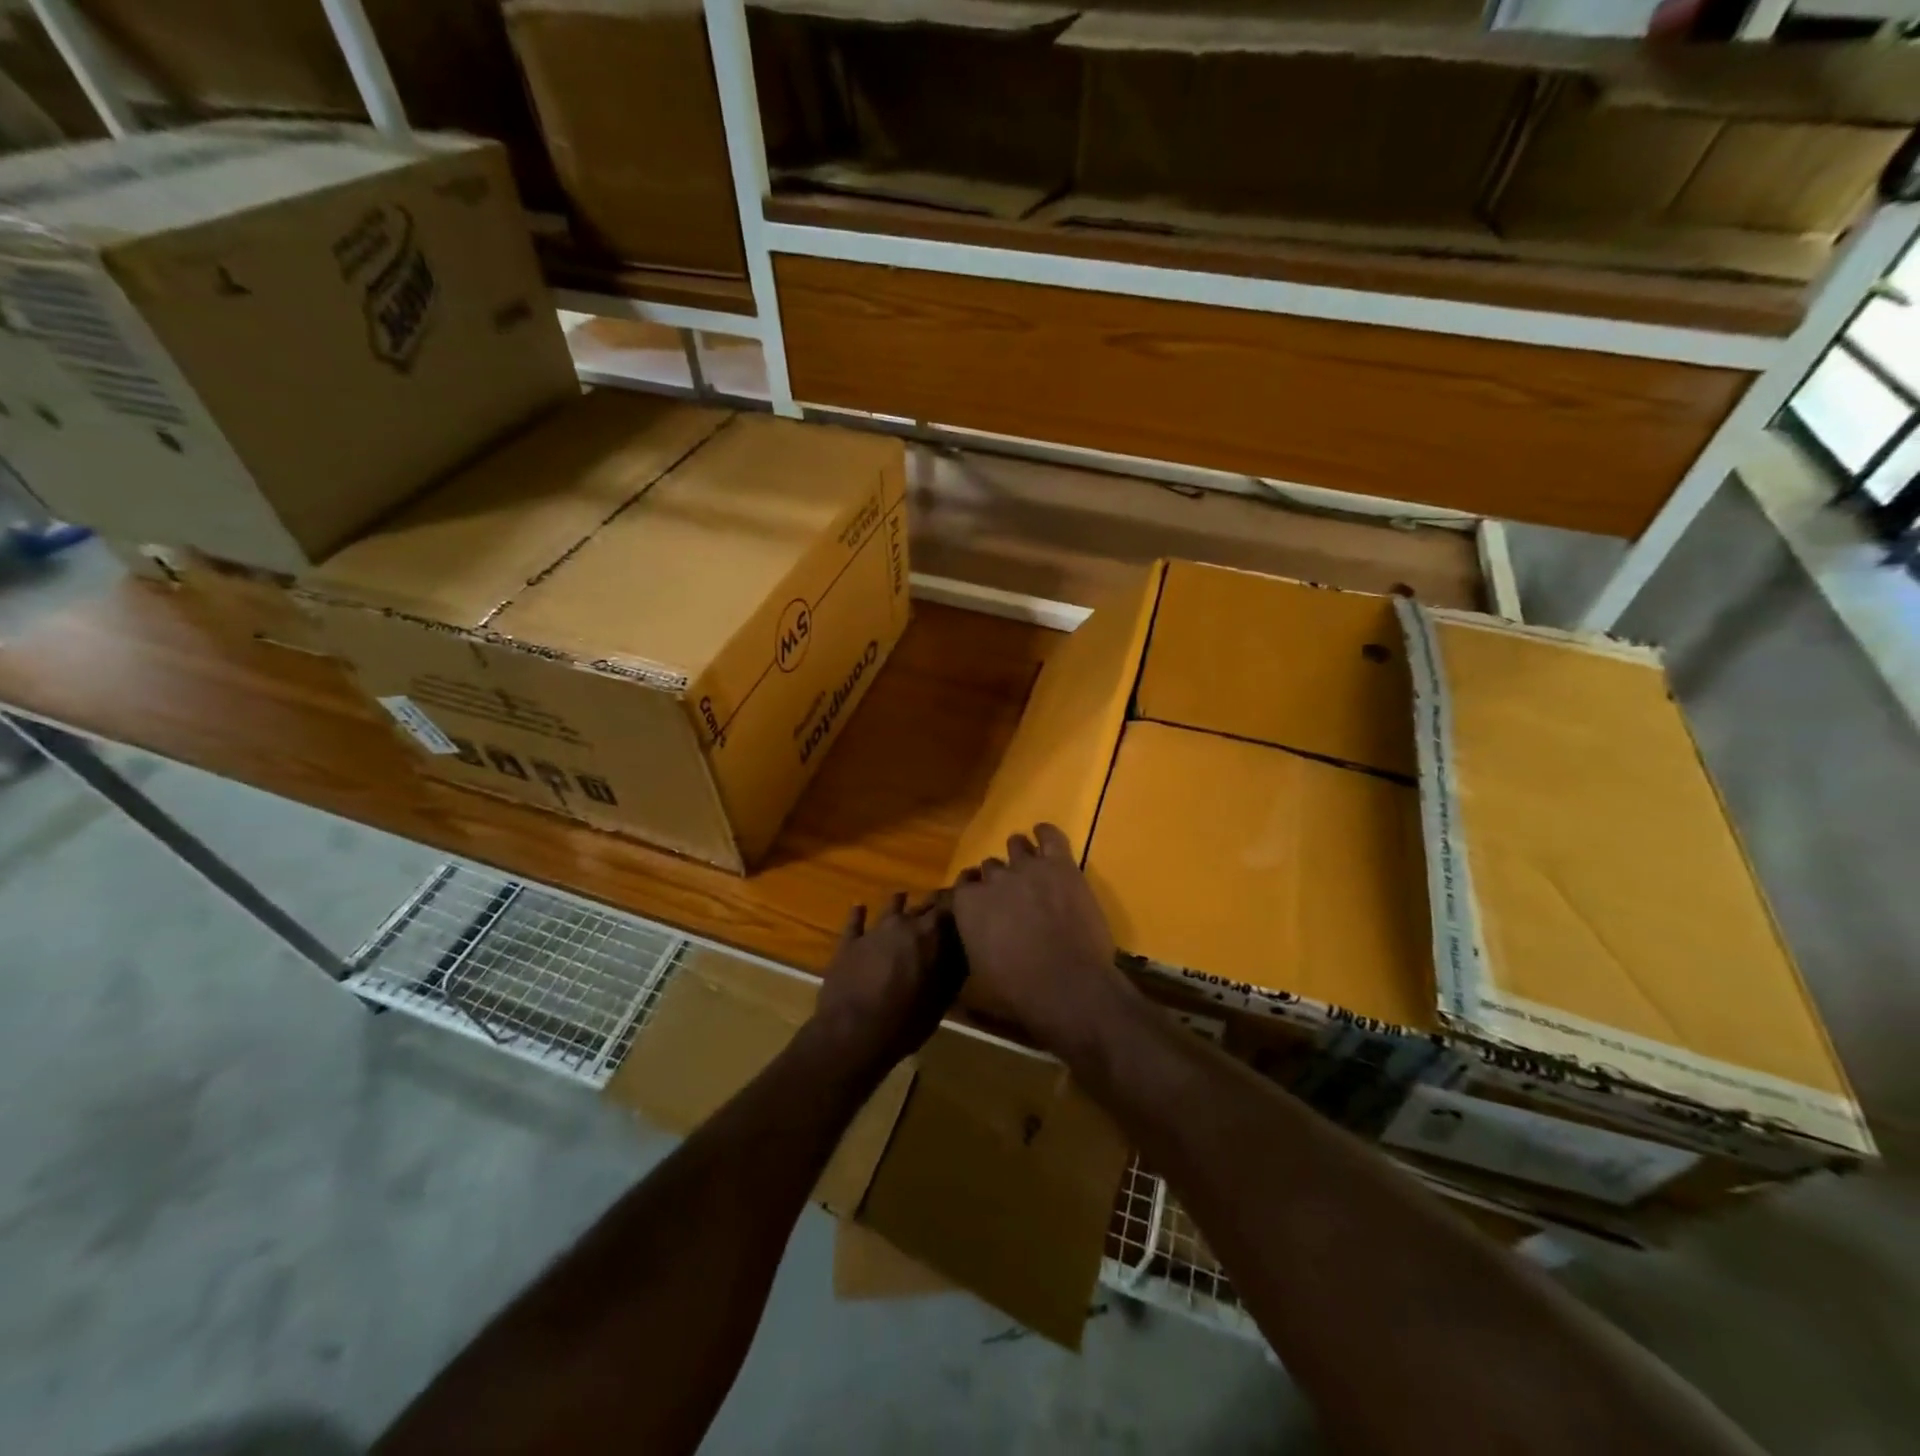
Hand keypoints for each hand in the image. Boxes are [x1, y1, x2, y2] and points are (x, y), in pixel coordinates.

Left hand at [809, 893, 966, 1076]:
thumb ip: (951, 974)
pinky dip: (859, 914)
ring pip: (891, 907)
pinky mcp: (848, 943)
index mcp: (928, 934)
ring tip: (903, 899)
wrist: (851, 1034)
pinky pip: (855, 922)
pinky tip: (860, 908)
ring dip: (899, 904)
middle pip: (922, 905)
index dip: (957, 904)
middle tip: (940, 911)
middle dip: (932, 907)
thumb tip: (960, 956)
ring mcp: (873, 931)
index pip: (948, 907)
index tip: (965, 904)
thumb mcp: (940, 1002)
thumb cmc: (904, 1022)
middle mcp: (902, 923)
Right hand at [951, 824, 1131, 1056]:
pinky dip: (1045, 833)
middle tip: (1011, 897)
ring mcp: (1027, 867)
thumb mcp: (978, 974)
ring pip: (1016, 844)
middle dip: (997, 879)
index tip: (980, 905)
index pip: (962, 886)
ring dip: (1019, 855)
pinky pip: (1051, 835)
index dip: (972, 894)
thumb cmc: (1018, 991)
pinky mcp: (1060, 865)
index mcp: (967, 905)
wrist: (1068, 986)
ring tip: (1027, 867)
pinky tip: (1043, 834)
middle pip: (990, 867)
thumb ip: (971, 944)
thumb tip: (974, 941)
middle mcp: (992, 879)